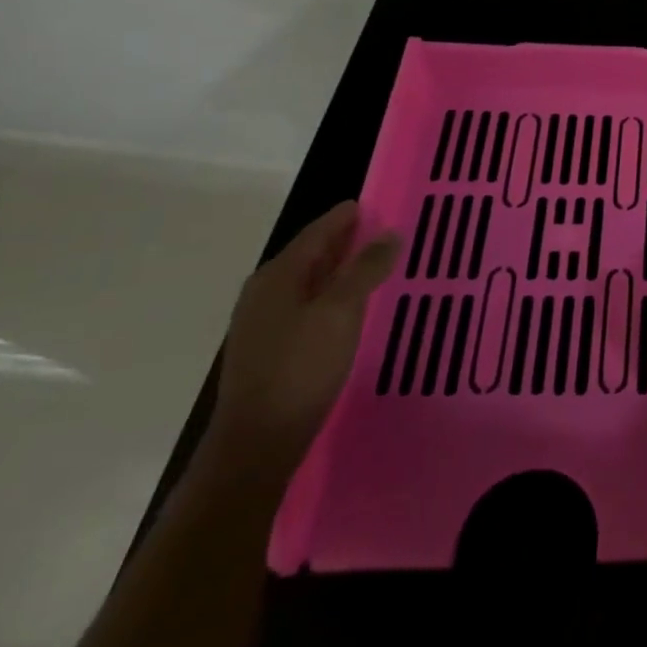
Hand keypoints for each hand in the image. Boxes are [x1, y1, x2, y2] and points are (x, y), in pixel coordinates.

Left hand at [205, 201, 398, 480]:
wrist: (257, 443)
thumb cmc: (301, 368)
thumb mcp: (341, 312)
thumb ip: (365, 269)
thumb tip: (389, 234)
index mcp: (278, 276)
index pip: (316, 233)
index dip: (344, 217)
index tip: (370, 204)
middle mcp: (264, 293)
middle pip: (309, 255)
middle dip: (343, 241)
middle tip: (379, 231)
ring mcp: (263, 323)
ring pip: (308, 282)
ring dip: (338, 270)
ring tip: (372, 264)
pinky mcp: (269, 350)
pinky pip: (306, 306)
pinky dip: (330, 295)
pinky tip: (349, 307)